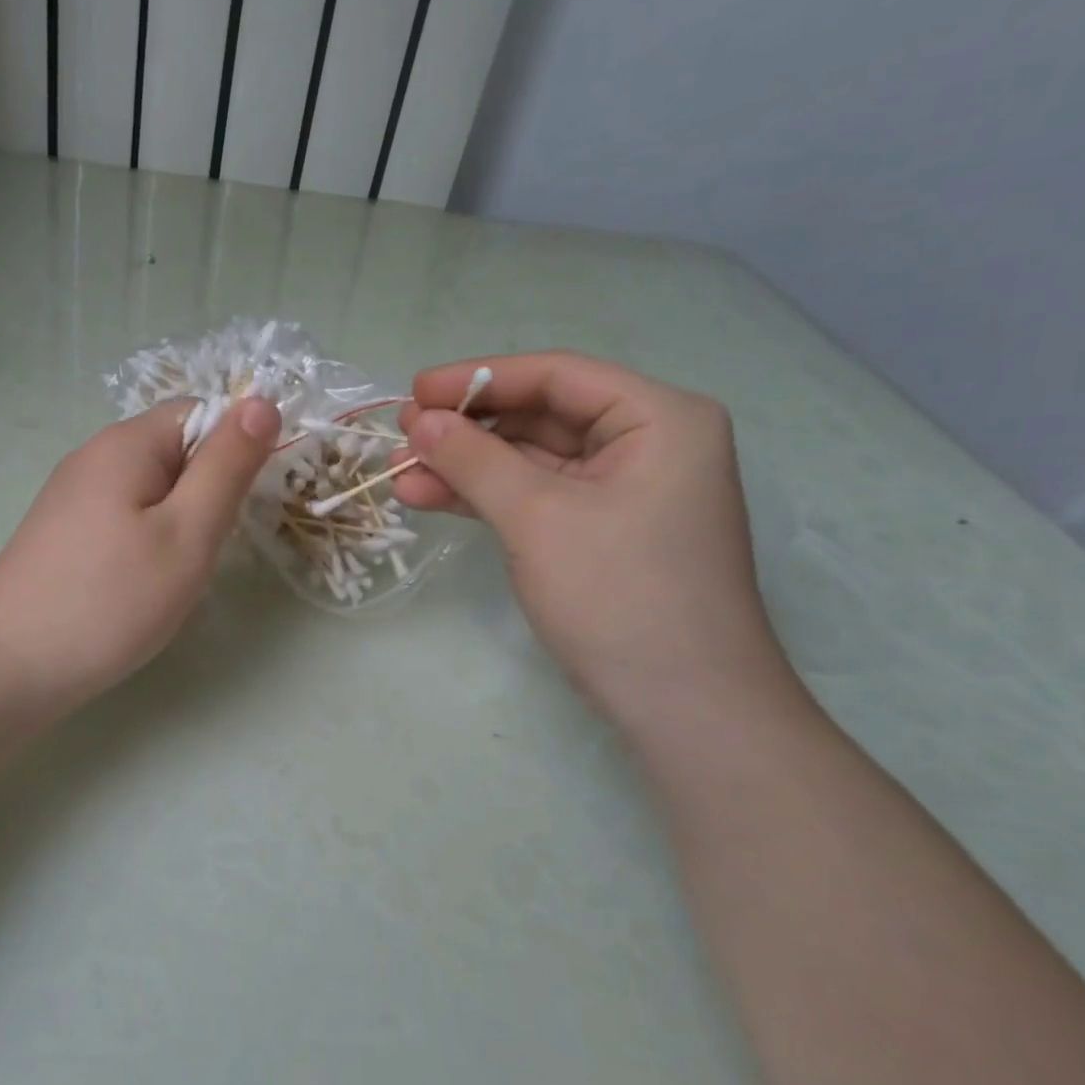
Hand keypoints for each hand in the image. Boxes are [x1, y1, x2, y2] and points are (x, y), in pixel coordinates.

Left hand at [0, 397, 280, 713]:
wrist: (7, 666)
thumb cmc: (110, 599)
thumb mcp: (187, 532)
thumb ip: (227, 467)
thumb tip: (263, 402)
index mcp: (126, 443)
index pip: (201, 413)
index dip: (233, 450)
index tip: (241, 506)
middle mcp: (94, 456)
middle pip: (175, 452)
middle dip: (205, 494)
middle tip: (204, 550)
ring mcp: (72, 495)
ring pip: (152, 490)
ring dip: (177, 523)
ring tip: (171, 574)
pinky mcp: (63, 531)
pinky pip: (124, 517)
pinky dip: (146, 542)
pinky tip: (138, 584)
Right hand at [395, 352, 791, 715]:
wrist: (684, 708)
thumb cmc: (620, 595)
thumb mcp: (538, 517)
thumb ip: (475, 460)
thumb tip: (419, 421)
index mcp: (658, 419)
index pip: (557, 376)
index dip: (479, 378)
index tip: (414, 391)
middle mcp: (646, 443)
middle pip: (541, 416)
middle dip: (468, 428)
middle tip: (402, 436)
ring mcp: (622, 491)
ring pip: (530, 460)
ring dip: (466, 466)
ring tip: (401, 474)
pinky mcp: (599, 530)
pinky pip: (535, 496)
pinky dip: (485, 497)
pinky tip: (431, 497)